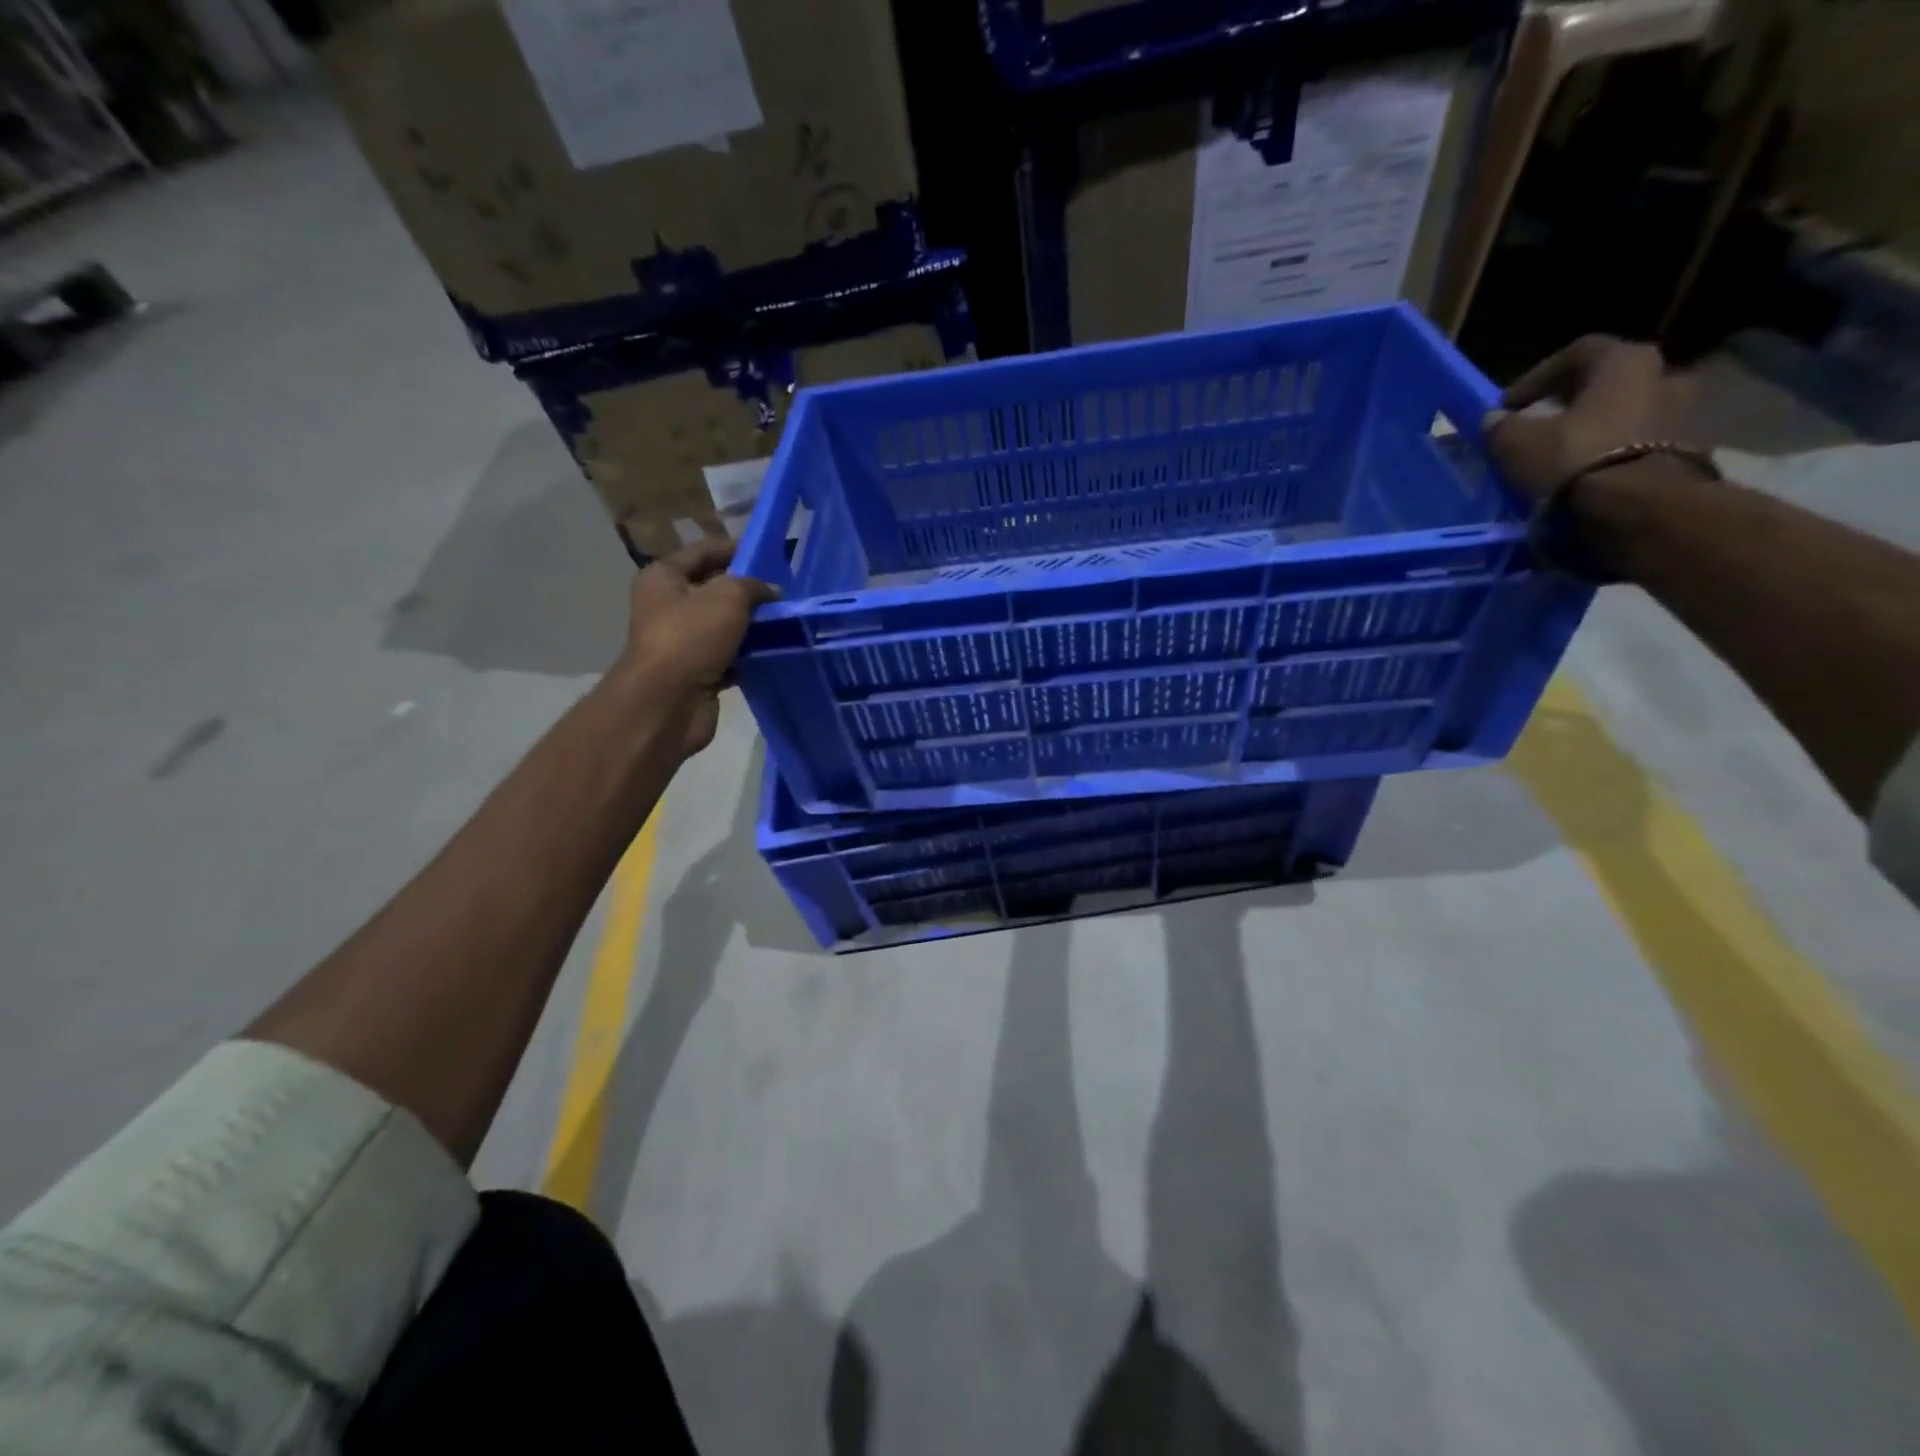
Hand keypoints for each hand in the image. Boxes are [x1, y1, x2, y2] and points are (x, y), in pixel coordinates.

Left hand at [615, 537, 777, 758]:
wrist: (667, 703)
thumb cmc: (690, 638)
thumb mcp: (728, 596)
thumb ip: (754, 586)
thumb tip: (771, 591)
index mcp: (664, 577)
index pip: (705, 551)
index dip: (738, 549)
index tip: (773, 555)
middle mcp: (669, 606)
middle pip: (716, 589)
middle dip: (750, 591)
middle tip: (786, 592)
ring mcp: (683, 641)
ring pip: (726, 625)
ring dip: (754, 625)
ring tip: (788, 621)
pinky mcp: (698, 671)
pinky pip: (731, 656)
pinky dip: (751, 655)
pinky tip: (776, 652)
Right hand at [1483, 336, 1689, 501]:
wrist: (1639, 509)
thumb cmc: (1575, 460)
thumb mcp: (1517, 444)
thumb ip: (1502, 427)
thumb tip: (1495, 420)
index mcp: (1625, 361)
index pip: (1578, 352)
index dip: (1538, 376)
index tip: (1510, 405)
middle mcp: (1665, 375)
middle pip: (1610, 383)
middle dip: (1574, 402)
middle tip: (1541, 427)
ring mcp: (1686, 413)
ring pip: (1629, 413)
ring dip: (1598, 429)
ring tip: (1564, 457)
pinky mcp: (1691, 451)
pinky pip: (1643, 443)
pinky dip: (1615, 453)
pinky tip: (1589, 476)